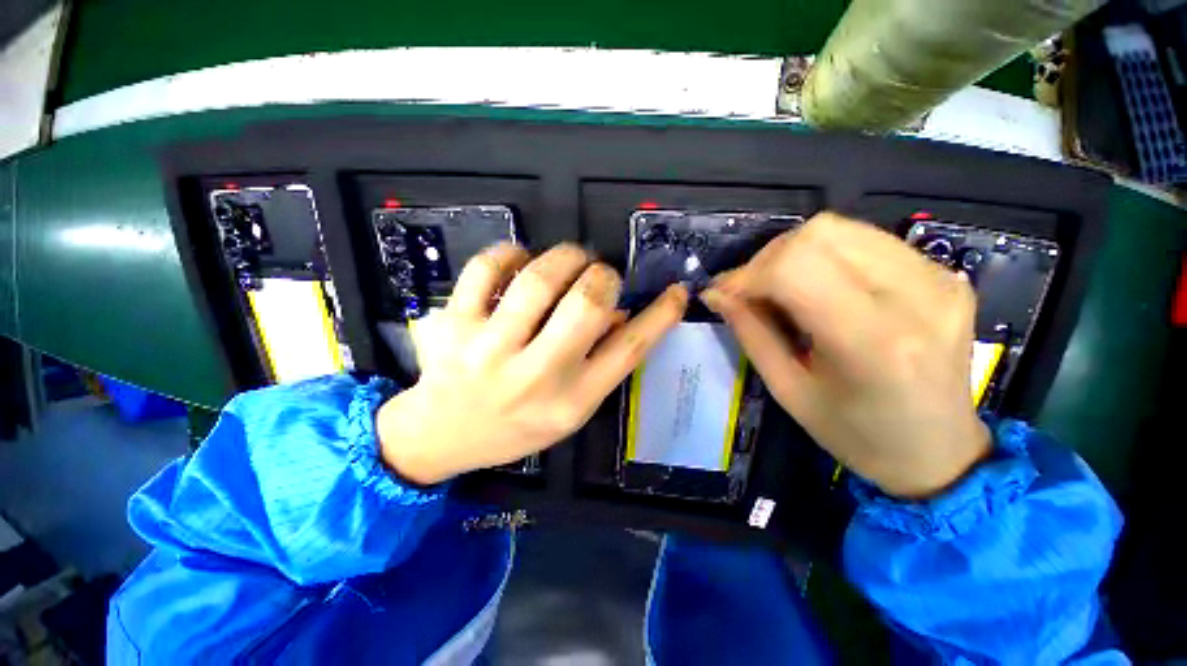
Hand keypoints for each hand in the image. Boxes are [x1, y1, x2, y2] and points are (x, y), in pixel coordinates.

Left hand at [378, 242, 688, 484]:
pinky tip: (520, 259)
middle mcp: (536, 376)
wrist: (442, 436)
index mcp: (572, 400)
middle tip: (600, 273)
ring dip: (565, 257)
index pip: (630, 350)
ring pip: (539, 280)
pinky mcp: (454, 325)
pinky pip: (486, 270)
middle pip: (587, 304)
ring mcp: (490, 349)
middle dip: (603, 276)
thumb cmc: (515, 426)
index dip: (661, 315)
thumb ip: (602, 363)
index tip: (677, 292)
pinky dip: (510, 252)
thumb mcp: (570, 409)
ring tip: (570, 260)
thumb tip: (622, 312)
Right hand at [700, 212, 989, 498]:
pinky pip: (867, 241)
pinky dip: (826, 256)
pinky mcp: (945, 274)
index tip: (724, 294)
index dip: (747, 274)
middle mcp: (916, 296)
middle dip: (767, 258)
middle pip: (819, 234)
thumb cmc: (856, 434)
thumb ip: (750, 333)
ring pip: (841, 229)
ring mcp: (939, 278)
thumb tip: (717, 293)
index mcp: (873, 340)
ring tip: (779, 287)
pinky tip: (818, 286)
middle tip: (750, 291)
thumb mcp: (788, 390)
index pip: (795, 267)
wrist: (939, 451)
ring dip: (794, 253)